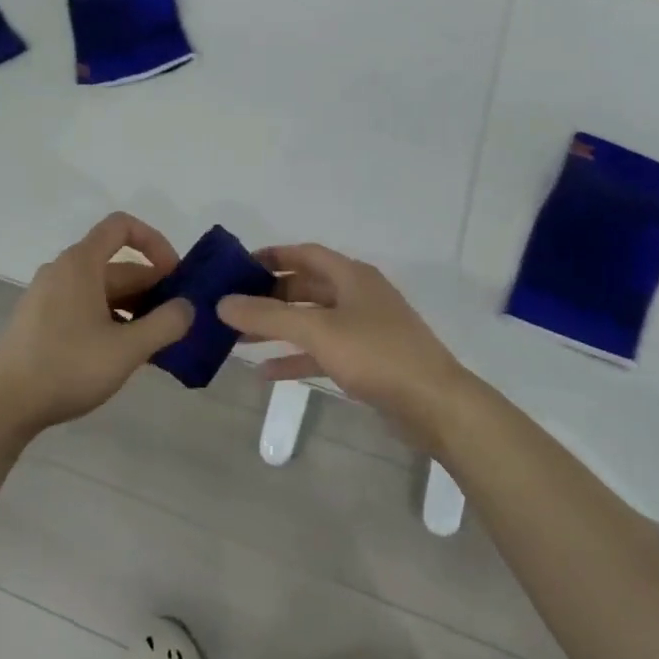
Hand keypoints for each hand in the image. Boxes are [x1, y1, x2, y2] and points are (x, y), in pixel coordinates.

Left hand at [0, 213, 193, 437]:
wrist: (4, 406)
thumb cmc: (68, 368)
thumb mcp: (127, 349)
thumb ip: (166, 324)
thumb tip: (187, 307)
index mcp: (80, 263)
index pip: (122, 226)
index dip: (155, 242)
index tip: (175, 276)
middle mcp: (62, 270)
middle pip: (116, 265)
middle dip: (151, 289)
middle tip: (176, 322)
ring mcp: (47, 295)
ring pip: (101, 290)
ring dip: (133, 308)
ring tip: (154, 344)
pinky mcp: (39, 320)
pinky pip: (84, 306)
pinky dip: (109, 319)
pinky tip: (122, 354)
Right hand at [217, 244, 471, 440]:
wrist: (435, 405)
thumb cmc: (376, 355)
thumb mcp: (318, 331)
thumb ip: (268, 315)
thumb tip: (222, 302)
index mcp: (351, 276)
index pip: (305, 253)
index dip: (272, 256)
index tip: (237, 267)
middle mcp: (358, 295)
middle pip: (306, 286)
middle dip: (270, 296)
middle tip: (233, 306)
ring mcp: (364, 329)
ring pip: (312, 320)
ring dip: (278, 328)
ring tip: (239, 338)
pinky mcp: (367, 361)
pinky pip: (323, 351)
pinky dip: (296, 357)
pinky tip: (266, 372)